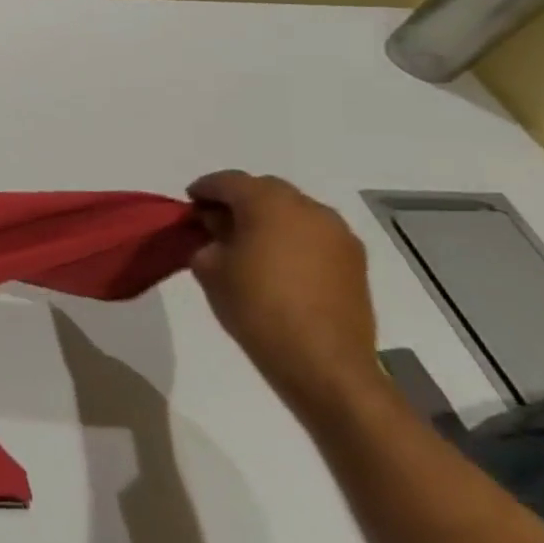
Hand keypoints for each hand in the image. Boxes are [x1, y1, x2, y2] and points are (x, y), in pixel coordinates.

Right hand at [187, 171, 380, 417]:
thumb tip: (217, 230)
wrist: (321, 361)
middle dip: (238, 200)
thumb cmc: (255, 306)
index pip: (228, 181)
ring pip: (294, 210)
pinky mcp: (354, 261)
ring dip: (268, 217)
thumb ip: (208, 238)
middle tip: (215, 222)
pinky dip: (292, 237)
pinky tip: (277, 261)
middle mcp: (309, 209)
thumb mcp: (208, 267)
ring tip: (247, 242)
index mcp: (269, 204)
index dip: (204, 189)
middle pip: (265, 190)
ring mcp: (338, 235)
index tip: (189, 206)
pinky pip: (314, 233)